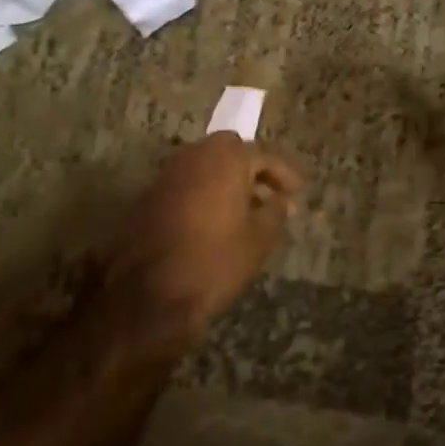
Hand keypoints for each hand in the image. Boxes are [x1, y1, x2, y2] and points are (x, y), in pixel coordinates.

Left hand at [108, 133, 302, 332]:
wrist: (148, 296)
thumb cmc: (214, 262)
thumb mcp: (258, 239)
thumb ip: (275, 211)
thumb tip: (282, 199)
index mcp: (226, 159)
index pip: (263, 155)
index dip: (282, 174)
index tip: (296, 192)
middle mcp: (194, 156)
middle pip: (229, 150)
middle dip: (250, 167)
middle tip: (267, 193)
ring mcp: (168, 174)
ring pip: (204, 163)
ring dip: (225, 178)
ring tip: (243, 208)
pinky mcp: (149, 195)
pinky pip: (185, 181)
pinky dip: (203, 190)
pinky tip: (213, 218)